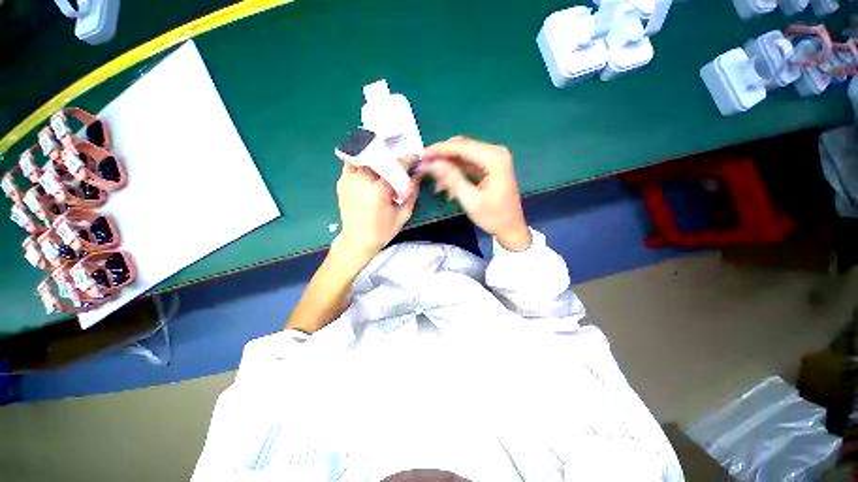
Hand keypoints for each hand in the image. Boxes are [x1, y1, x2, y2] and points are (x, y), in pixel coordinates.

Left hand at [335, 159, 417, 261]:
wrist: (357, 241)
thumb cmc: (382, 231)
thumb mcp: (403, 215)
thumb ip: (411, 194)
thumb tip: (416, 177)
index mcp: (378, 190)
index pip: (395, 165)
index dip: (407, 158)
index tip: (414, 157)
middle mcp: (361, 181)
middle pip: (377, 156)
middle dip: (390, 153)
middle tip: (399, 155)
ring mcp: (348, 180)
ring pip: (361, 156)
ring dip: (374, 155)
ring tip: (383, 158)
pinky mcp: (342, 183)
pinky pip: (351, 164)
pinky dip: (362, 162)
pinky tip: (370, 167)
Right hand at [422, 137, 530, 251]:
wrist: (511, 228)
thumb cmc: (493, 217)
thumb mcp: (471, 200)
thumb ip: (452, 179)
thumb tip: (432, 163)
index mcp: (494, 159)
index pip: (462, 146)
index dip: (439, 150)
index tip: (422, 155)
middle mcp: (495, 153)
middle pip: (462, 147)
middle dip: (442, 157)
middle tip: (424, 167)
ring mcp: (493, 159)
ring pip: (463, 156)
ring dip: (448, 167)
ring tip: (435, 183)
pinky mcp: (490, 167)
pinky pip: (468, 164)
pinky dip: (456, 173)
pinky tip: (446, 187)